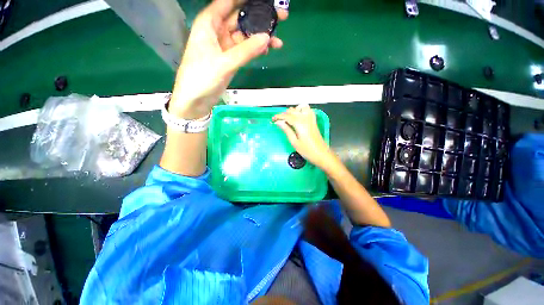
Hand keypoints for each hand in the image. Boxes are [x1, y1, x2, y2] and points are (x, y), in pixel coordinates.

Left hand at [169, 0, 287, 118]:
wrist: (195, 100)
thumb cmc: (202, 77)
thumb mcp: (224, 63)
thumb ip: (246, 51)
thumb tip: (267, 38)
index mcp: (210, 22)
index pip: (229, 2)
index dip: (247, 0)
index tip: (268, 1)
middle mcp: (218, 30)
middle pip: (241, 17)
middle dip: (259, 17)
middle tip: (281, 17)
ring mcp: (225, 46)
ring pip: (245, 35)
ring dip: (260, 37)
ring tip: (278, 41)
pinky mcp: (230, 59)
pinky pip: (245, 49)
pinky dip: (255, 50)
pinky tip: (267, 50)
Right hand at [273, 104, 333, 168]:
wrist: (321, 154)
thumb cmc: (307, 150)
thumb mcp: (294, 142)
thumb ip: (286, 130)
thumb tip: (278, 122)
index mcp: (299, 123)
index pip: (286, 116)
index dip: (278, 117)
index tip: (272, 119)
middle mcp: (305, 118)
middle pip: (292, 111)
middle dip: (284, 114)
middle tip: (279, 122)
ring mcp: (311, 118)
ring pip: (300, 108)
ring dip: (292, 111)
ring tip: (288, 119)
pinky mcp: (314, 121)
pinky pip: (307, 110)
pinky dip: (301, 110)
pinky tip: (298, 117)